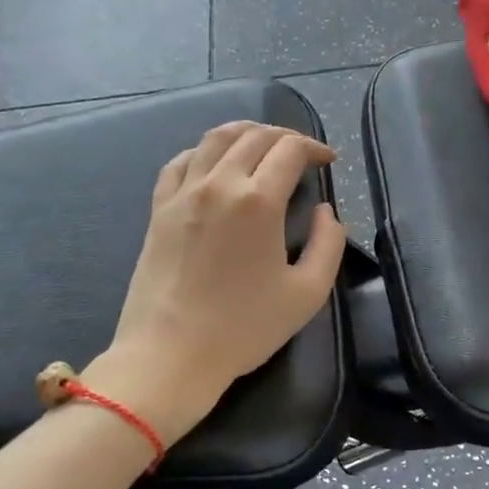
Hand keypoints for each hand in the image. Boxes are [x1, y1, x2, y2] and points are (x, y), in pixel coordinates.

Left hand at [89, 122, 346, 441]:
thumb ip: (329, 244)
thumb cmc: (245, 327)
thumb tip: (325, 211)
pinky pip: (181, 161)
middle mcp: (219, 184)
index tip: (328, 162)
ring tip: (263, 145)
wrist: (171, 355)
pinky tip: (215, 163)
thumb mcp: (308, 293)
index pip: (290, 150)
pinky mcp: (159, 209)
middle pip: (254, 137)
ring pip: (215, 139)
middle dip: (285, 137)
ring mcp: (183, 193)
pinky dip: (204, 151)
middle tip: (302, 153)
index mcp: (258, 201)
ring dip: (246, 133)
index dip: (314, 148)